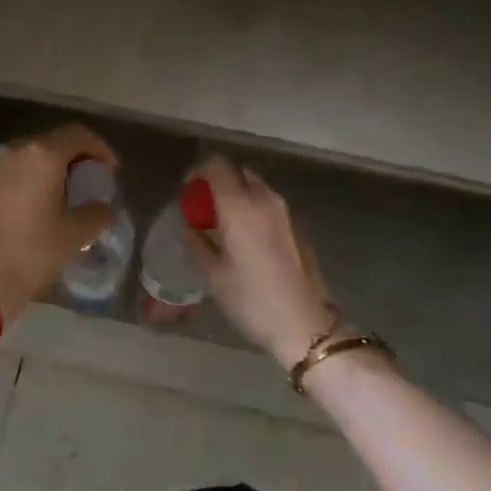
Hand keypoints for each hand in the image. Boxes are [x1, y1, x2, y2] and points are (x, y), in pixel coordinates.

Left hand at [0, 123, 118, 323]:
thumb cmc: (33, 252)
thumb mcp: (75, 234)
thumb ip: (97, 213)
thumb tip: (104, 207)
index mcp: (42, 155)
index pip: (77, 135)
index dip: (100, 149)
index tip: (110, 171)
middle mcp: (14, 151)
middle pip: (51, 142)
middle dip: (74, 158)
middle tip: (88, 182)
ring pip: (28, 157)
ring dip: (49, 169)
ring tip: (63, 195)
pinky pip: (10, 173)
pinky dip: (28, 181)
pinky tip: (36, 206)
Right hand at [186, 157, 338, 367]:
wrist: (304, 323)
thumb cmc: (252, 300)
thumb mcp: (213, 276)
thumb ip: (197, 244)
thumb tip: (190, 228)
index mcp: (239, 207)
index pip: (216, 166)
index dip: (198, 172)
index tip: (187, 190)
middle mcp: (264, 199)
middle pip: (238, 172)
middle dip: (218, 182)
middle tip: (203, 206)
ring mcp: (284, 211)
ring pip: (255, 186)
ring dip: (237, 194)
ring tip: (221, 222)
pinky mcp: (297, 225)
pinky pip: (267, 203)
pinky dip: (252, 208)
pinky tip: (243, 236)